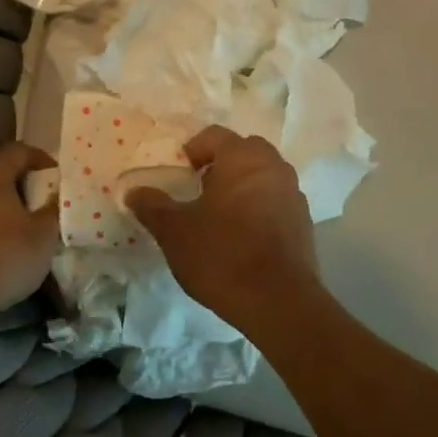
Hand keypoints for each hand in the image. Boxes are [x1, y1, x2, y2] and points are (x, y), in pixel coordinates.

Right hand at [127, 127, 320, 329]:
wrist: (278, 301)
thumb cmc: (222, 255)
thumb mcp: (175, 231)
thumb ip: (153, 206)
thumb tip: (134, 191)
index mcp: (243, 158)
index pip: (214, 135)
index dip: (193, 150)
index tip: (180, 173)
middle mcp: (273, 166)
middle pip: (244, 151)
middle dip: (221, 165)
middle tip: (199, 191)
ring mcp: (293, 194)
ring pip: (263, 176)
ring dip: (241, 186)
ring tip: (219, 216)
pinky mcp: (303, 221)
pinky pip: (276, 201)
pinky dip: (259, 207)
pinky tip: (243, 237)